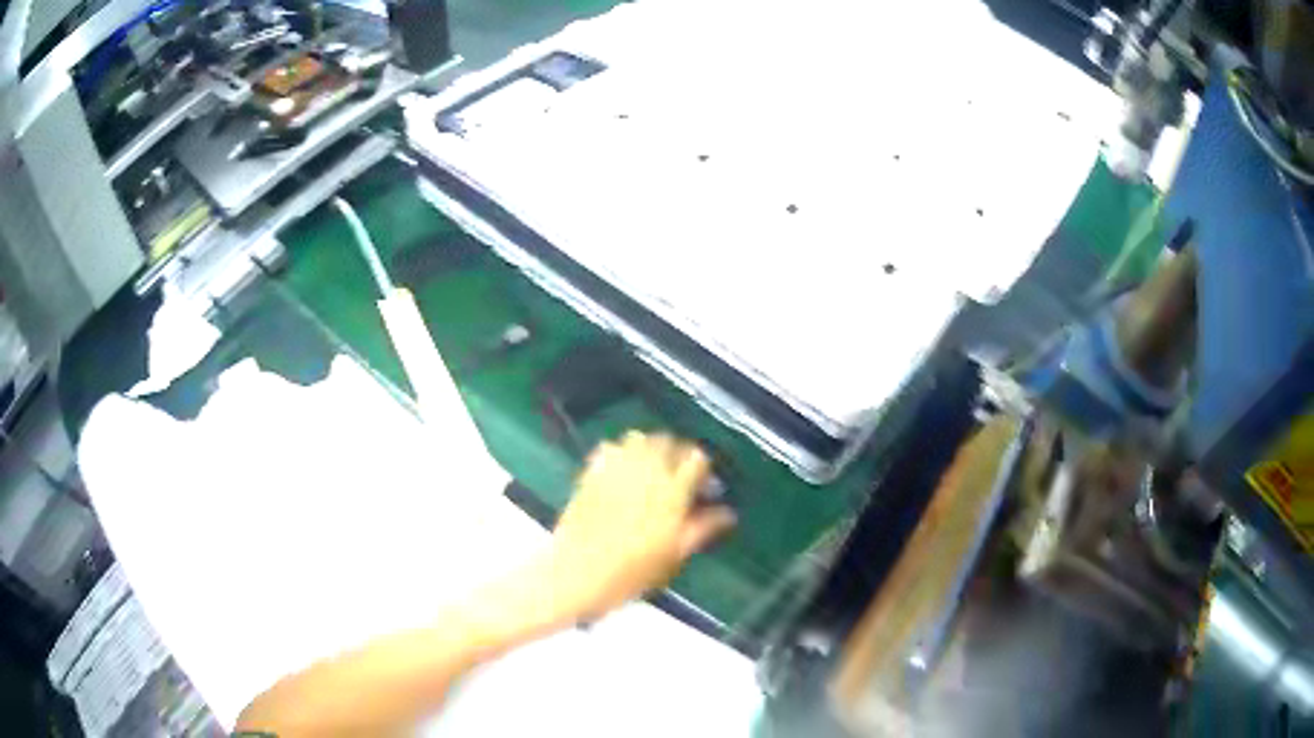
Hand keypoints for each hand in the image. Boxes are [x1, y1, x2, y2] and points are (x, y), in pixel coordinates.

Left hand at [544, 431, 736, 620]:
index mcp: (672, 491)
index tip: (703, 488)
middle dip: (676, 454)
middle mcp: (646, 471)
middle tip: (677, 477)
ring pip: (638, 438)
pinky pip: (610, 448)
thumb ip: (702, 528)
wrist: (577, 574)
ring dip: (648, 449)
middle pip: (667, 441)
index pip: (696, 459)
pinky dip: (620, 453)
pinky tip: (621, 473)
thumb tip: (728, 513)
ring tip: (650, 471)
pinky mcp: (590, 472)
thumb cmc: (632, 572)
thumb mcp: (675, 555)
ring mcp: (615, 468)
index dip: (703, 470)